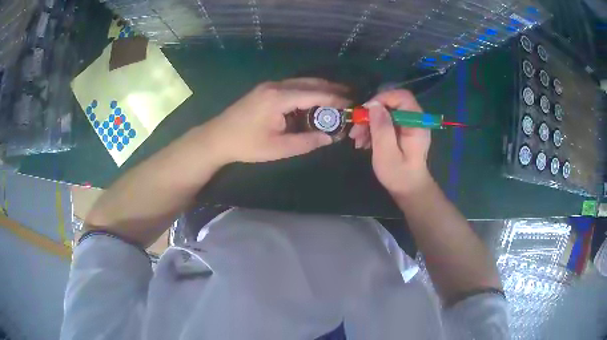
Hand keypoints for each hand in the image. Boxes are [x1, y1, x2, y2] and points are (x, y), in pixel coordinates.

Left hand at [202, 78, 349, 164]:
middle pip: (310, 83)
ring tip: (338, 96)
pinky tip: (315, 99)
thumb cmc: (247, 144)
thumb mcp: (278, 148)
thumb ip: (307, 142)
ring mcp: (269, 85)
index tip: (352, 103)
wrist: (218, 137)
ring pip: (302, 82)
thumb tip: (330, 137)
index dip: (335, 98)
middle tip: (350, 96)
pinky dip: (308, 90)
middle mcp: (276, 86)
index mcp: (279, 98)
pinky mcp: (266, 89)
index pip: (315, 94)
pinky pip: (293, 86)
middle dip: (332, 89)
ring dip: (320, 88)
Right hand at [349, 90, 431, 196]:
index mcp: (416, 123)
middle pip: (391, 104)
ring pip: (386, 114)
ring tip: (356, 139)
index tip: (365, 111)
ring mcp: (408, 126)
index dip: (382, 99)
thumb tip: (373, 105)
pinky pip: (386, 123)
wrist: (409, 190)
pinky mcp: (402, 132)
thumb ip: (382, 128)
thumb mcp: (387, 153)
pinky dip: (373, 129)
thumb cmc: (399, 175)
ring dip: (369, 123)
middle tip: (355, 129)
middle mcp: (414, 120)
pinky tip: (363, 142)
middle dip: (371, 114)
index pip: (402, 97)